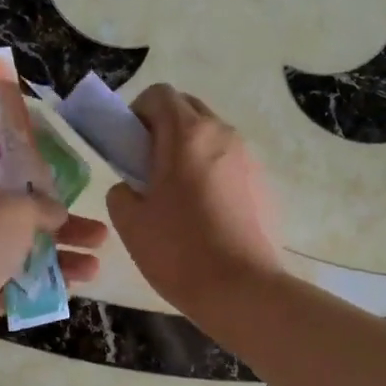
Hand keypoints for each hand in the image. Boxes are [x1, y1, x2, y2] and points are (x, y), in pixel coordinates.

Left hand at [0, 170, 107, 352]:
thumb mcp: (14, 209)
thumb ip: (41, 207)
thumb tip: (56, 211)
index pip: (5, 183)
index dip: (40, 190)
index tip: (70, 200)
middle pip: (20, 224)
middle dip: (63, 231)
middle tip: (100, 238)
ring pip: (18, 260)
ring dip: (57, 263)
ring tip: (94, 271)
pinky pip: (8, 292)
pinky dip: (36, 291)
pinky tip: (66, 292)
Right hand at [106, 84, 281, 316]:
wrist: (242, 290)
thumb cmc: (179, 251)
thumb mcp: (130, 222)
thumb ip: (121, 192)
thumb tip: (132, 187)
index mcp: (187, 134)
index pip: (160, 95)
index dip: (137, 113)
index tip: (128, 146)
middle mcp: (223, 134)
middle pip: (189, 110)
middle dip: (164, 128)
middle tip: (147, 168)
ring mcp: (249, 159)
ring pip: (212, 137)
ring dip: (189, 151)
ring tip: (176, 195)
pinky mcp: (264, 184)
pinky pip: (230, 163)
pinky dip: (212, 173)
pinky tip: (205, 214)